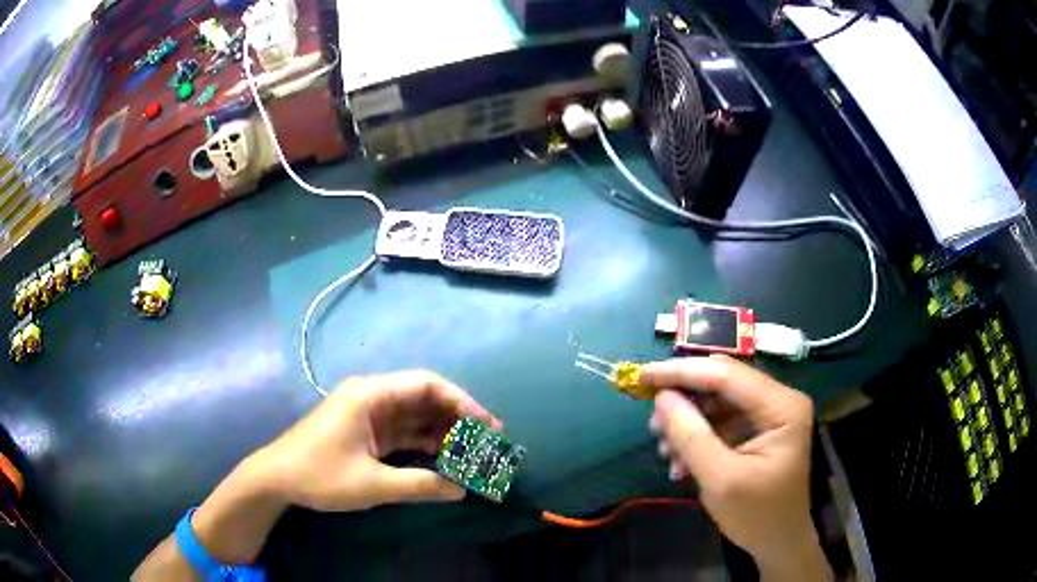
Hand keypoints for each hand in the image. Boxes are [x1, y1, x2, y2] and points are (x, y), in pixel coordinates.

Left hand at [252, 370, 499, 511]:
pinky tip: (444, 459)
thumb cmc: (320, 474)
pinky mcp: (365, 432)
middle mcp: (372, 397)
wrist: (276, 479)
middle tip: (487, 441)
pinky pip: (403, 432)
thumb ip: (420, 485)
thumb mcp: (372, 484)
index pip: (426, 384)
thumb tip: (461, 490)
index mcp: (371, 395)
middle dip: (457, 417)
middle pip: (424, 398)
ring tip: (472, 453)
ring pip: (415, 416)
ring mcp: (368, 415)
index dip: (462, 401)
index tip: (487, 425)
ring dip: (442, 432)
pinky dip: (424, 444)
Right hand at [643, 356, 827, 579]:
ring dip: (688, 421)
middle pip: (722, 382)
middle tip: (652, 422)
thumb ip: (691, 436)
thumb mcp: (721, 479)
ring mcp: (769, 413)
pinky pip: (721, 419)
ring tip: (666, 451)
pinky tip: (680, 460)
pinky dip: (697, 435)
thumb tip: (661, 398)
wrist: (779, 542)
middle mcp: (779, 399)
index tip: (641, 377)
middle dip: (684, 399)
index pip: (726, 374)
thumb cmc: (757, 514)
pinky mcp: (759, 428)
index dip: (681, 372)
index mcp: (782, 406)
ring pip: (718, 400)